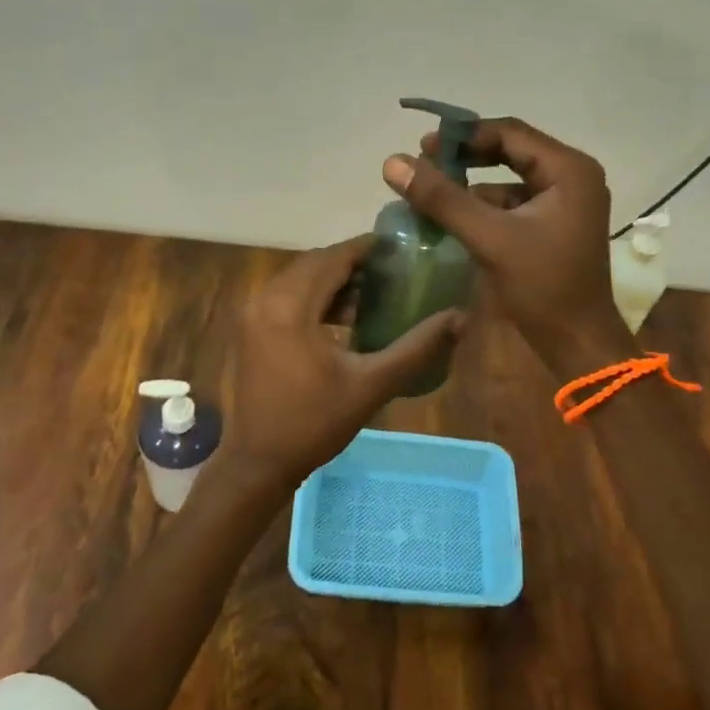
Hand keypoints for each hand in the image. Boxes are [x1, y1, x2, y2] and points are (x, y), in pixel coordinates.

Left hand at [216, 235, 463, 498]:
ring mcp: (253, 314)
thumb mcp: (372, 384)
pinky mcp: (251, 328)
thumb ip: (416, 347)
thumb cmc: (315, 423)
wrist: (260, 461)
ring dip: (333, 279)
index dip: (366, 248)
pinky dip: (315, 297)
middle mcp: (265, 299)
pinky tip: (345, 316)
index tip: (399, 247)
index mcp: (289, 306)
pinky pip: (287, 296)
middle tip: (392, 269)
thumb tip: (459, 318)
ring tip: (375, 291)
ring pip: (299, 278)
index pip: (332, 259)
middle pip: (314, 264)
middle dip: (352, 262)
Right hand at [383, 118, 632, 372]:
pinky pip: (515, 202)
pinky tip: (456, 217)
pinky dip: (485, 205)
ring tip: (433, 191)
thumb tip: (393, 162)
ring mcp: (567, 203)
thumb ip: (443, 198)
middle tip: (426, 163)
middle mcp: (573, 177)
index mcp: (568, 170)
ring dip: (473, 182)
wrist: (578, 343)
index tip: (423, 145)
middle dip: (468, 157)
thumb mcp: (490, 238)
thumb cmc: (543, 286)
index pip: (510, 133)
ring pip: (511, 179)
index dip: (465, 135)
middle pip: (512, 151)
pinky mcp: (555, 225)